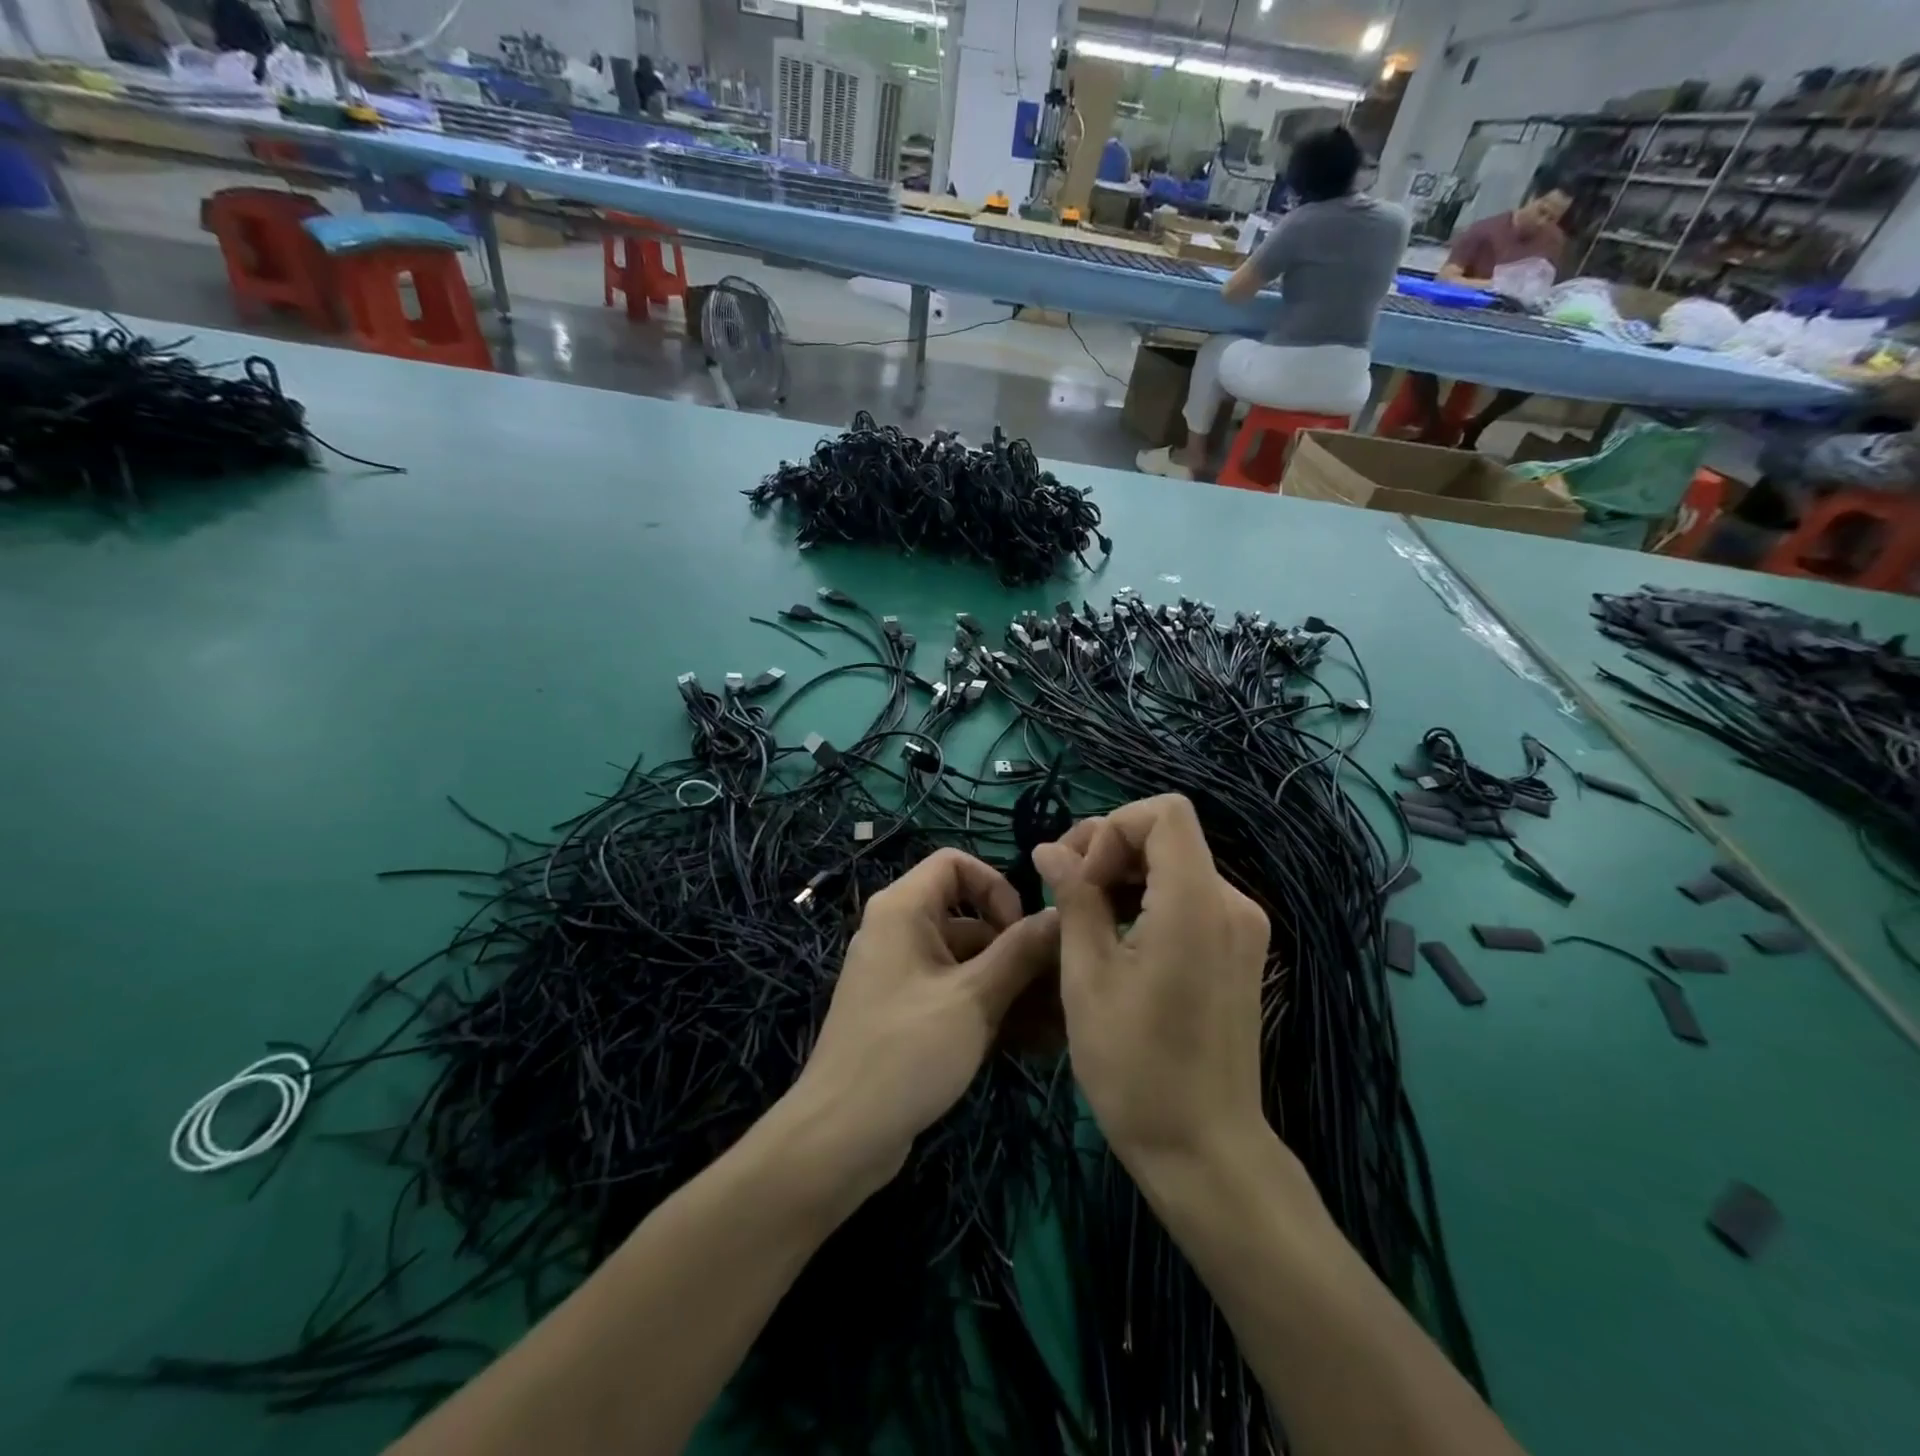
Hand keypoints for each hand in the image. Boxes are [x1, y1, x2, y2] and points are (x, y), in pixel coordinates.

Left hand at [789, 849, 1058, 1194]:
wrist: (840, 1137)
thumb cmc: (906, 1052)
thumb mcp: (973, 999)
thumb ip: (1020, 952)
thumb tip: (1058, 913)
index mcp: (903, 910)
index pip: (955, 863)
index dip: (995, 886)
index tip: (1021, 929)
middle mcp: (900, 932)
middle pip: (969, 918)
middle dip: (1017, 949)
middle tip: (1059, 986)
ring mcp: (903, 975)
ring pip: (968, 962)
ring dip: (1012, 986)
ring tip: (1059, 1023)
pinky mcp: (908, 1013)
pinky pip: (956, 994)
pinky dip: (990, 1009)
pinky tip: (1034, 1044)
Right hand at [1033, 795, 1270, 1172]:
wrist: (1204, 1148)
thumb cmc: (1134, 1065)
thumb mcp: (1087, 975)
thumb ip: (1074, 898)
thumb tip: (1050, 849)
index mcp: (1196, 902)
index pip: (1164, 812)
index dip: (1112, 829)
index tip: (1083, 880)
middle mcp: (1230, 902)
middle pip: (1168, 835)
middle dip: (1109, 848)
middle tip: (1064, 888)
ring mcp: (1240, 927)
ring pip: (1176, 864)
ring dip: (1124, 874)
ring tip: (1082, 914)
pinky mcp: (1238, 949)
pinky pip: (1189, 896)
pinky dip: (1148, 898)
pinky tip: (1116, 935)